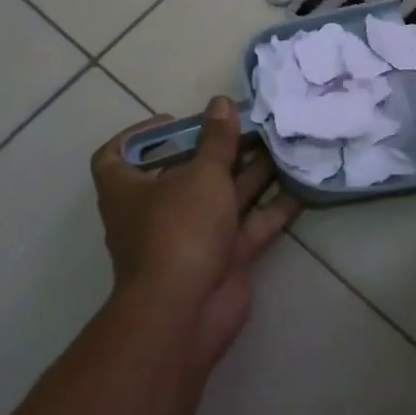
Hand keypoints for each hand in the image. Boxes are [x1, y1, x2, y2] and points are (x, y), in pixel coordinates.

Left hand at [91, 97, 299, 369]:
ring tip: (280, 145)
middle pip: (183, 172)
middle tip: (249, 125)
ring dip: (249, 173)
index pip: (115, 156)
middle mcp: (156, 211)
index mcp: (128, 189)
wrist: (185, 312)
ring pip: (222, 197)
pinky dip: (271, 208)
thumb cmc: (179, 229)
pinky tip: (300, 187)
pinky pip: (248, 226)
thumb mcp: (201, 174)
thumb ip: (216, 139)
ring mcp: (190, 237)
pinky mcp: (221, 258)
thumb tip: (221, 102)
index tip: (174, 122)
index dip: (140, 136)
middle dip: (216, 149)